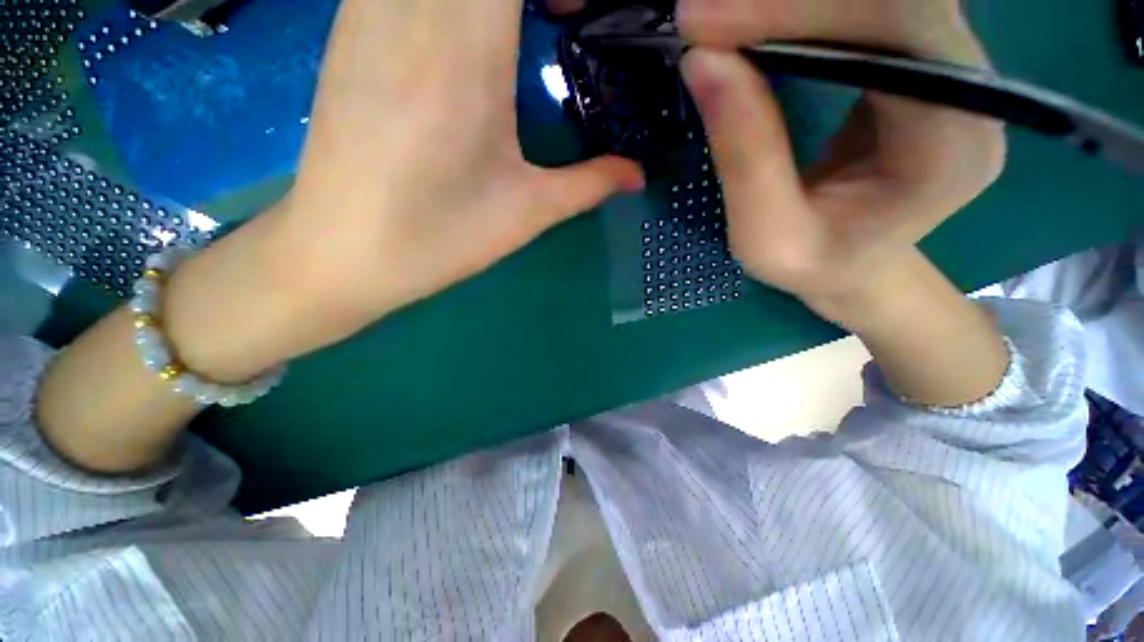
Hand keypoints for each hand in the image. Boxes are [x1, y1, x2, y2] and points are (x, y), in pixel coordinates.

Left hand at [279, 0, 642, 330]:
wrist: (340, 253)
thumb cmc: (438, 239)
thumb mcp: (526, 213)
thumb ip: (590, 184)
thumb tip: (638, 175)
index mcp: (463, 52)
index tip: (575, 11)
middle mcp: (408, 9)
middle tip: (554, 17)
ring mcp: (366, 9)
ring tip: (509, 29)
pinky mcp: (346, 26)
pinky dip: (443, 0)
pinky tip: (459, 30)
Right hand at [677, 0, 1005, 326]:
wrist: (855, 268)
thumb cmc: (814, 266)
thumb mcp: (765, 235)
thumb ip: (743, 155)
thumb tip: (703, 61)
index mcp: (951, 146)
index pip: (896, 32)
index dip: (800, 8)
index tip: (706, 22)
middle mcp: (972, 91)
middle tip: (705, 13)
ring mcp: (952, 69)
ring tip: (725, 16)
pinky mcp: (921, 62)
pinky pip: (870, 9)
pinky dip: (808, 7)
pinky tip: (760, 18)